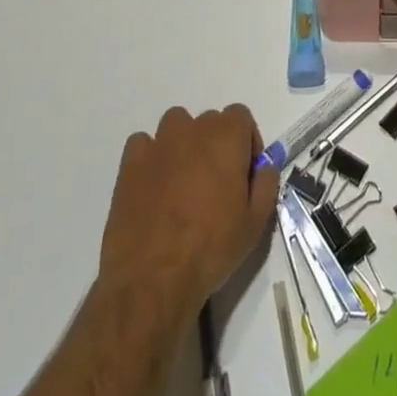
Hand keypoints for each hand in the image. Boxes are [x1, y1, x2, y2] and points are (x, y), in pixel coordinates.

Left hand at [99, 106, 278, 325]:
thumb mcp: (256, 222)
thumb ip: (266, 183)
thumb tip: (264, 165)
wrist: (152, 279)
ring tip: (182, 183)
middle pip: (210, 123)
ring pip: (176, 126)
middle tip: (214, 185)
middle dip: (216, 146)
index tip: (243, 174)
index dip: (246, 142)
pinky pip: (144, 144)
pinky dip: (151, 158)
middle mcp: (193, 129)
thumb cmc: (211, 248)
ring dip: (183, 144)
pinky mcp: (130, 163)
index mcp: (227, 137)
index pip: (241, 116)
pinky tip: (153, 186)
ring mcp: (159, 143)